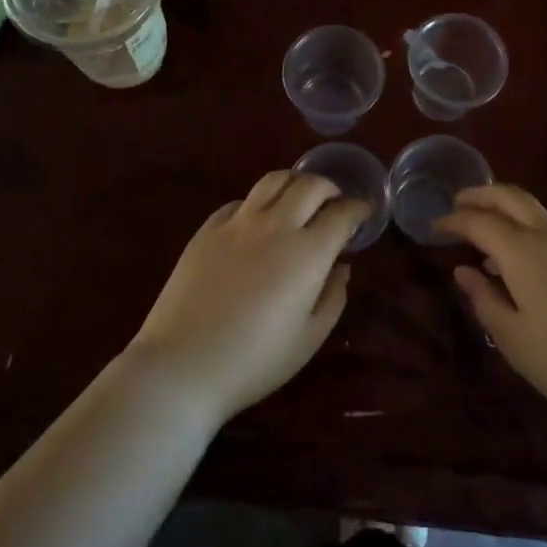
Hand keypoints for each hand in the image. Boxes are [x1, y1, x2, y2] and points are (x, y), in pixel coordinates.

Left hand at [123, 172, 366, 423]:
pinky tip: (257, 221)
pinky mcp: (208, 229)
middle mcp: (275, 226)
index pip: (342, 214)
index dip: (358, 209)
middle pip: (310, 185)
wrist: (182, 365)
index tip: (364, 213)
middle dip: (330, 188)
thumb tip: (341, 267)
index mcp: (307, 253)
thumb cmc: (254, 361)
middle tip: (335, 202)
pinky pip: (240, 202)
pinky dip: (258, 203)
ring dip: (294, 183)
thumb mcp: (308, 339)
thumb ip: (332, 297)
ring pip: (273, 181)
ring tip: (299, 198)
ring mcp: (238, 223)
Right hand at [439, 184, 546, 434]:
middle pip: (512, 196)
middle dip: (482, 194)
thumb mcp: (514, 340)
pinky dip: (536, 232)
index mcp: (523, 252)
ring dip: (510, 213)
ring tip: (493, 240)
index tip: (434, 226)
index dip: (454, 220)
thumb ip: (484, 300)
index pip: (479, 221)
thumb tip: (464, 271)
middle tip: (459, 203)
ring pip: (539, 212)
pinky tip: (535, 265)